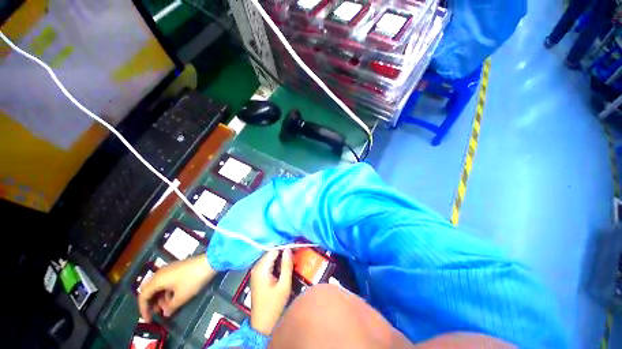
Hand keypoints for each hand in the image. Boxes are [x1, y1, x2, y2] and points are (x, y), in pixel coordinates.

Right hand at [138, 255, 215, 321]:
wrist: (209, 262)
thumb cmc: (193, 280)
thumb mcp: (181, 297)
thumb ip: (171, 307)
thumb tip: (166, 313)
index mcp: (157, 279)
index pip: (143, 296)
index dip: (143, 310)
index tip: (149, 320)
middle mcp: (161, 273)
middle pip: (149, 289)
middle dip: (152, 302)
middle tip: (158, 312)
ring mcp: (170, 269)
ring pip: (159, 285)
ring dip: (161, 297)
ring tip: (169, 307)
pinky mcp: (178, 267)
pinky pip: (167, 281)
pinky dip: (168, 290)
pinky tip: (175, 298)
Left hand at [250, 249, 292, 334]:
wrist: (262, 325)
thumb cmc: (274, 306)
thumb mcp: (283, 285)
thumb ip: (286, 265)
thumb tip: (289, 249)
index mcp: (261, 269)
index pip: (274, 250)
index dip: (285, 247)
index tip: (296, 247)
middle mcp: (256, 268)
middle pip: (271, 253)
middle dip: (283, 251)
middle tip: (295, 252)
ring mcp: (256, 272)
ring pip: (269, 258)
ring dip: (280, 257)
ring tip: (292, 257)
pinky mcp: (257, 277)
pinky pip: (267, 264)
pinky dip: (276, 262)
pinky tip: (284, 265)